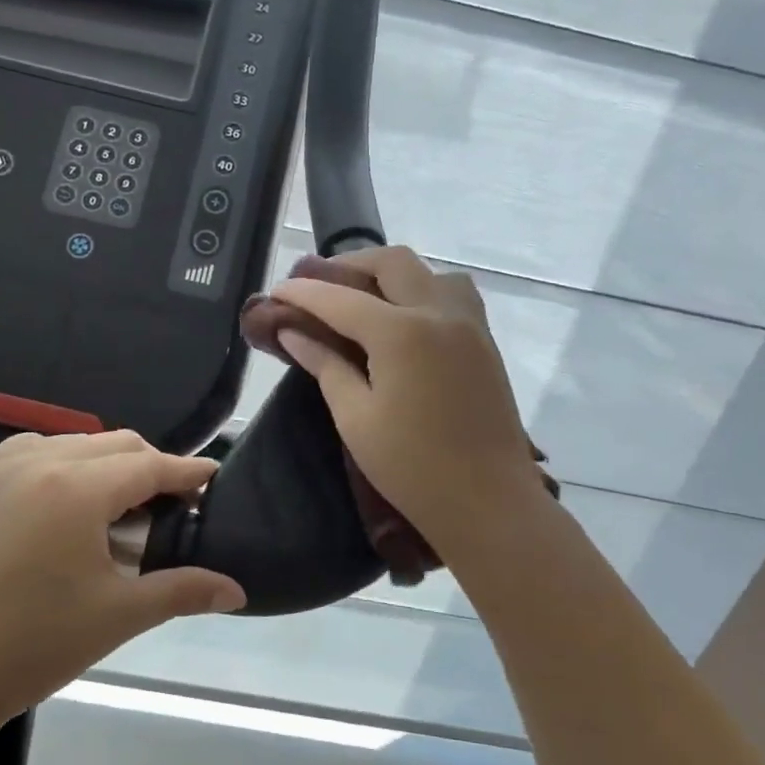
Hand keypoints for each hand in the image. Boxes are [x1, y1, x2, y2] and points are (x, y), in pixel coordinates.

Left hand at [0, 431, 243, 744]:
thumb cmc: (35, 646)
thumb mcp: (118, 615)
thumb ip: (183, 590)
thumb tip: (238, 591)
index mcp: (75, 488)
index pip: (148, 465)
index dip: (186, 472)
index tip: (212, 479)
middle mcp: (36, 460)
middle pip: (113, 444)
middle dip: (149, 466)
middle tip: (169, 505)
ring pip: (73, 442)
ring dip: (104, 464)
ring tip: (117, 507)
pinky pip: (31, 451)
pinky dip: (60, 463)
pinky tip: (64, 501)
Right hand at [270, 246, 545, 560]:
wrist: (488, 502)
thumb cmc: (412, 467)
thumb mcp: (356, 418)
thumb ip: (326, 365)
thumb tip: (293, 332)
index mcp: (401, 333)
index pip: (340, 298)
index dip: (303, 292)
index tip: (276, 291)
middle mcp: (439, 313)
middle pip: (391, 263)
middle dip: (349, 266)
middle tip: (319, 285)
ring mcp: (469, 325)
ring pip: (429, 272)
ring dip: (391, 274)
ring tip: (363, 297)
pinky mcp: (485, 342)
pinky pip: (453, 294)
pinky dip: (422, 290)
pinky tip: (404, 319)